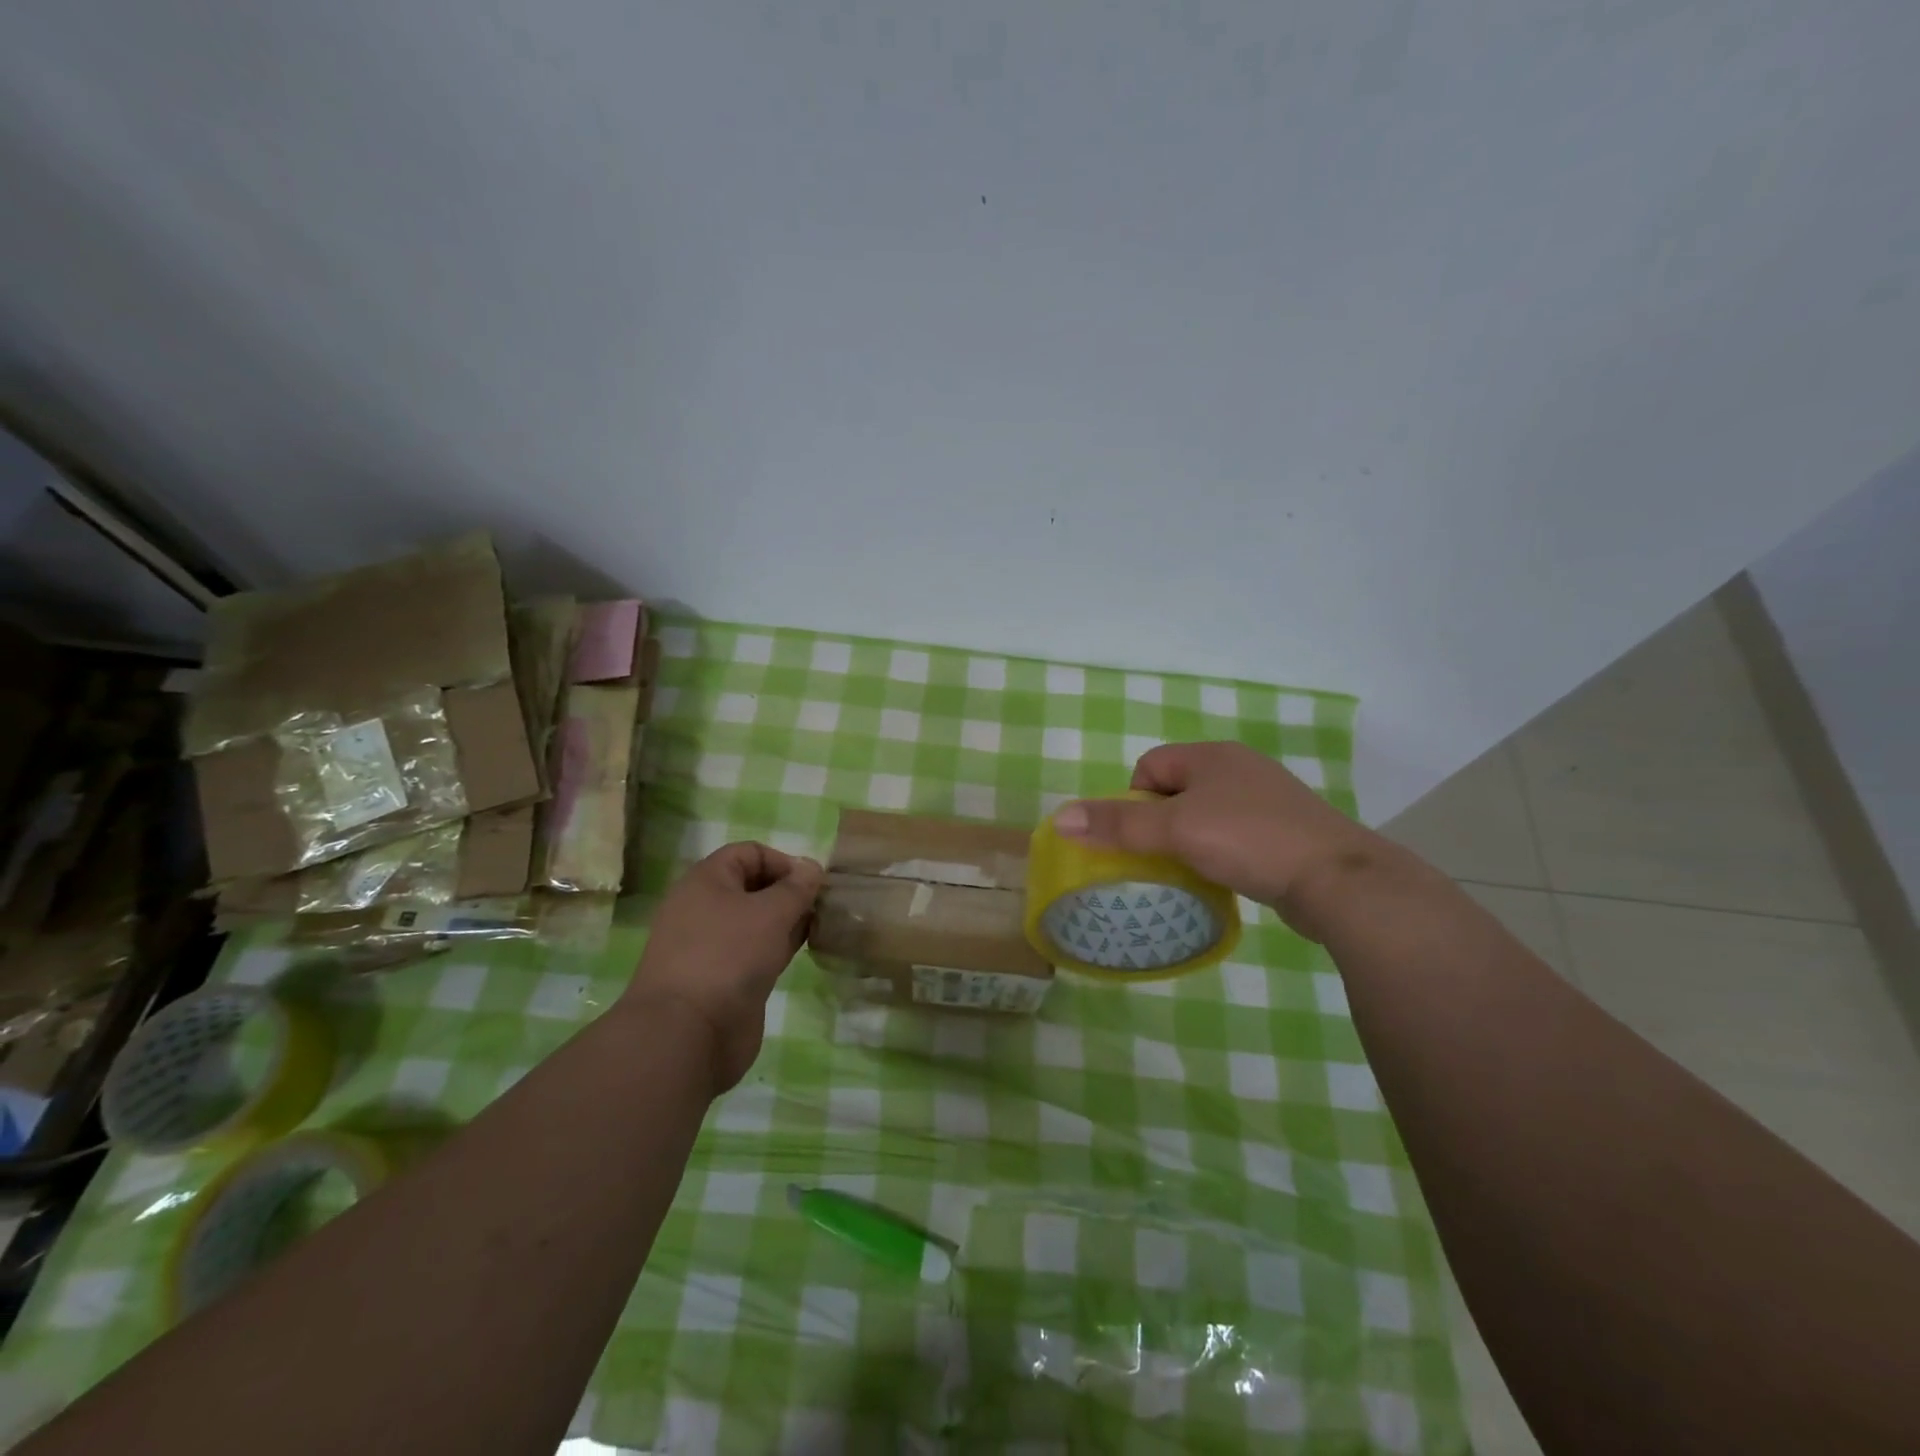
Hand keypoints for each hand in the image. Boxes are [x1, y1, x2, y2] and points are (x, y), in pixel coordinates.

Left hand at [625, 842, 822, 1092]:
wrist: (689, 1033)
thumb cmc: (729, 956)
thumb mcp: (772, 912)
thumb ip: (797, 887)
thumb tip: (812, 867)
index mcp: (706, 881)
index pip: (749, 853)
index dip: (783, 860)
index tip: (812, 882)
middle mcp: (704, 908)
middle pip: (753, 886)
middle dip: (789, 892)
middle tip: (822, 904)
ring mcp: (712, 946)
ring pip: (756, 921)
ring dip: (787, 921)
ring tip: (820, 925)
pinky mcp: (722, 978)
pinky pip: (755, 951)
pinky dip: (778, 947)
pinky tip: (803, 950)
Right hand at [1052, 742, 1392, 936]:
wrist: (1339, 880)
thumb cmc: (1249, 840)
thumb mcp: (1175, 831)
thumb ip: (1117, 825)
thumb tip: (1059, 818)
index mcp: (1212, 755)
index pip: (1150, 766)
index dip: (1134, 801)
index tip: (1143, 838)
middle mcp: (1240, 768)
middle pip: (1176, 790)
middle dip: (1160, 824)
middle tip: (1161, 858)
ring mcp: (1268, 799)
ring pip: (1206, 814)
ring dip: (1189, 841)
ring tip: (1191, 871)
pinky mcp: (1286, 830)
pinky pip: (1234, 834)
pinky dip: (1221, 853)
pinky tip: (1226, 877)